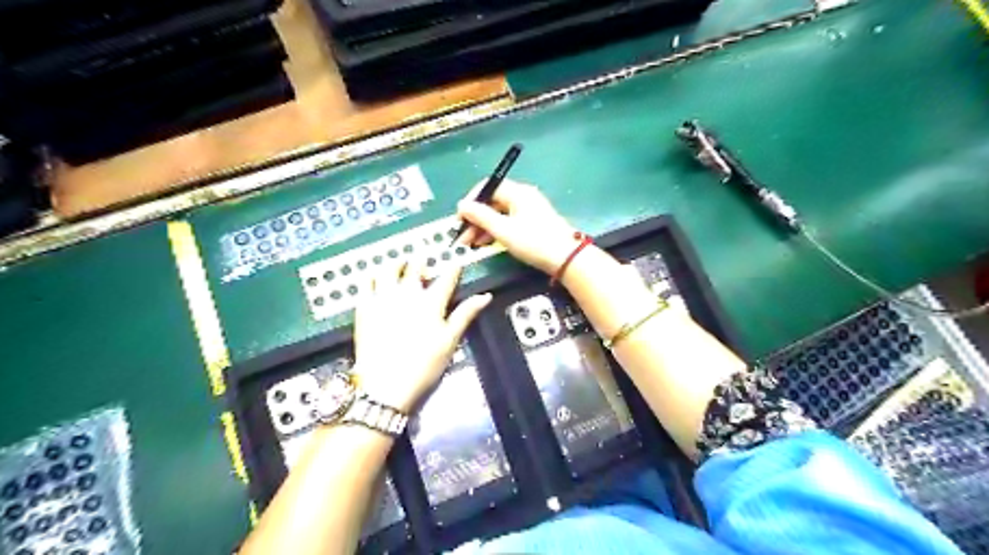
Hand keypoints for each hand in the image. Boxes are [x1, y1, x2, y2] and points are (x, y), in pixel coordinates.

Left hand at [350, 260, 489, 412]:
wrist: (385, 384)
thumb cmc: (424, 365)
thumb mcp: (450, 341)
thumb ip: (466, 314)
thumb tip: (485, 296)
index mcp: (431, 302)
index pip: (447, 278)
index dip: (453, 268)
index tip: (456, 263)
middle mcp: (407, 293)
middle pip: (415, 267)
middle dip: (422, 261)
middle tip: (424, 262)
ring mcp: (383, 298)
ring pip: (389, 269)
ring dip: (397, 263)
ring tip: (400, 263)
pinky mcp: (364, 307)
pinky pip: (366, 283)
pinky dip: (372, 276)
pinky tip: (375, 278)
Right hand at [460, 180, 580, 274]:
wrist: (566, 258)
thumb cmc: (534, 242)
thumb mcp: (504, 230)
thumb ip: (481, 217)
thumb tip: (461, 205)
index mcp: (517, 192)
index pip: (487, 187)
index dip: (471, 201)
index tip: (460, 218)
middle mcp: (523, 196)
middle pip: (492, 201)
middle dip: (475, 218)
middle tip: (463, 236)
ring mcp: (529, 209)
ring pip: (499, 213)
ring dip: (484, 226)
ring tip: (472, 244)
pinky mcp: (533, 222)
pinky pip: (509, 221)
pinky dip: (496, 230)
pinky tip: (488, 243)